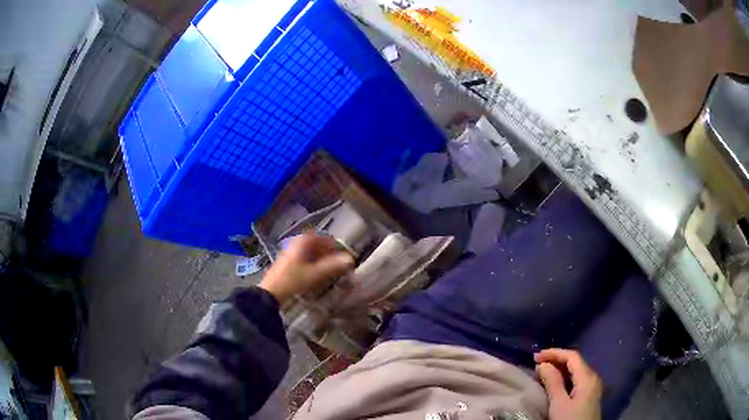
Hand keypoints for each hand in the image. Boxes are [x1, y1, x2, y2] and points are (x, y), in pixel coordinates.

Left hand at [259, 233, 354, 304]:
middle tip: (337, 260)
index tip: (341, 251)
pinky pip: (302, 259)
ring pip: (308, 252)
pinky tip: (315, 273)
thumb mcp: (314, 274)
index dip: (332, 243)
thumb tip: (350, 259)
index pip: (320, 237)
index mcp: (301, 243)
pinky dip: (311, 263)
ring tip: (329, 268)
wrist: (270, 293)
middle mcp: (294, 245)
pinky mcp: (286, 264)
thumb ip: (332, 266)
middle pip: (314, 244)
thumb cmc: (292, 280)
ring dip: (319, 257)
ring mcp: (289, 254)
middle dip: (326, 250)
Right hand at [534, 348, 602, 419]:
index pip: (572, 356)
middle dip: (556, 360)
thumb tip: (544, 365)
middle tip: (536, 363)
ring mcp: (593, 387)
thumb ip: (553, 383)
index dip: (554, 353)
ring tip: (542, 372)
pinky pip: (577, 380)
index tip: (535, 357)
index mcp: (587, 376)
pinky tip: (555, 384)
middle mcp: (593, 378)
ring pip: (576, 371)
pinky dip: (564, 378)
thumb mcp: (559, 404)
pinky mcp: (589, 396)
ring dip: (559, 369)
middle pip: (575, 362)